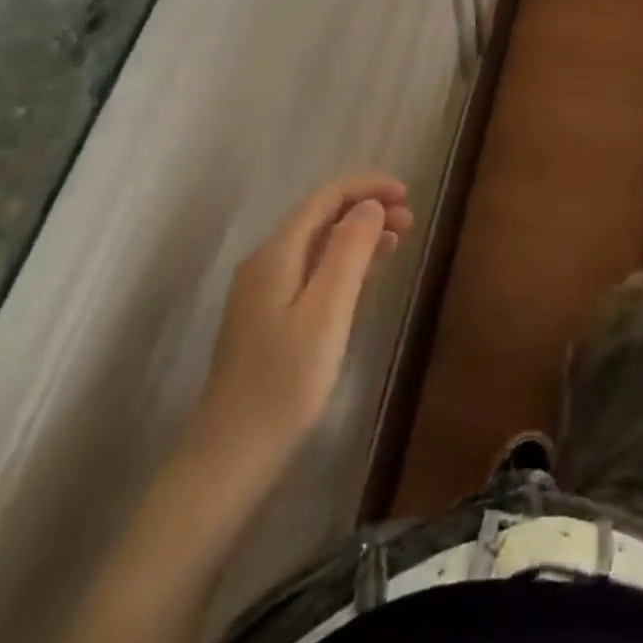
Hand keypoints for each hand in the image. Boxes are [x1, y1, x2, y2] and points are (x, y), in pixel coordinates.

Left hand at [184, 173, 412, 485]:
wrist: (231, 454)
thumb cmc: (285, 382)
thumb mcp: (326, 312)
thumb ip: (348, 251)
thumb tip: (370, 205)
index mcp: (276, 254)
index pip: (326, 198)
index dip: (367, 188)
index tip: (407, 194)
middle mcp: (267, 262)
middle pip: (322, 216)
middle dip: (367, 208)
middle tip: (410, 221)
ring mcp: (265, 290)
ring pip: (319, 242)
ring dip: (359, 233)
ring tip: (399, 239)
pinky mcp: (270, 316)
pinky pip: (313, 269)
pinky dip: (345, 261)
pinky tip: (367, 272)